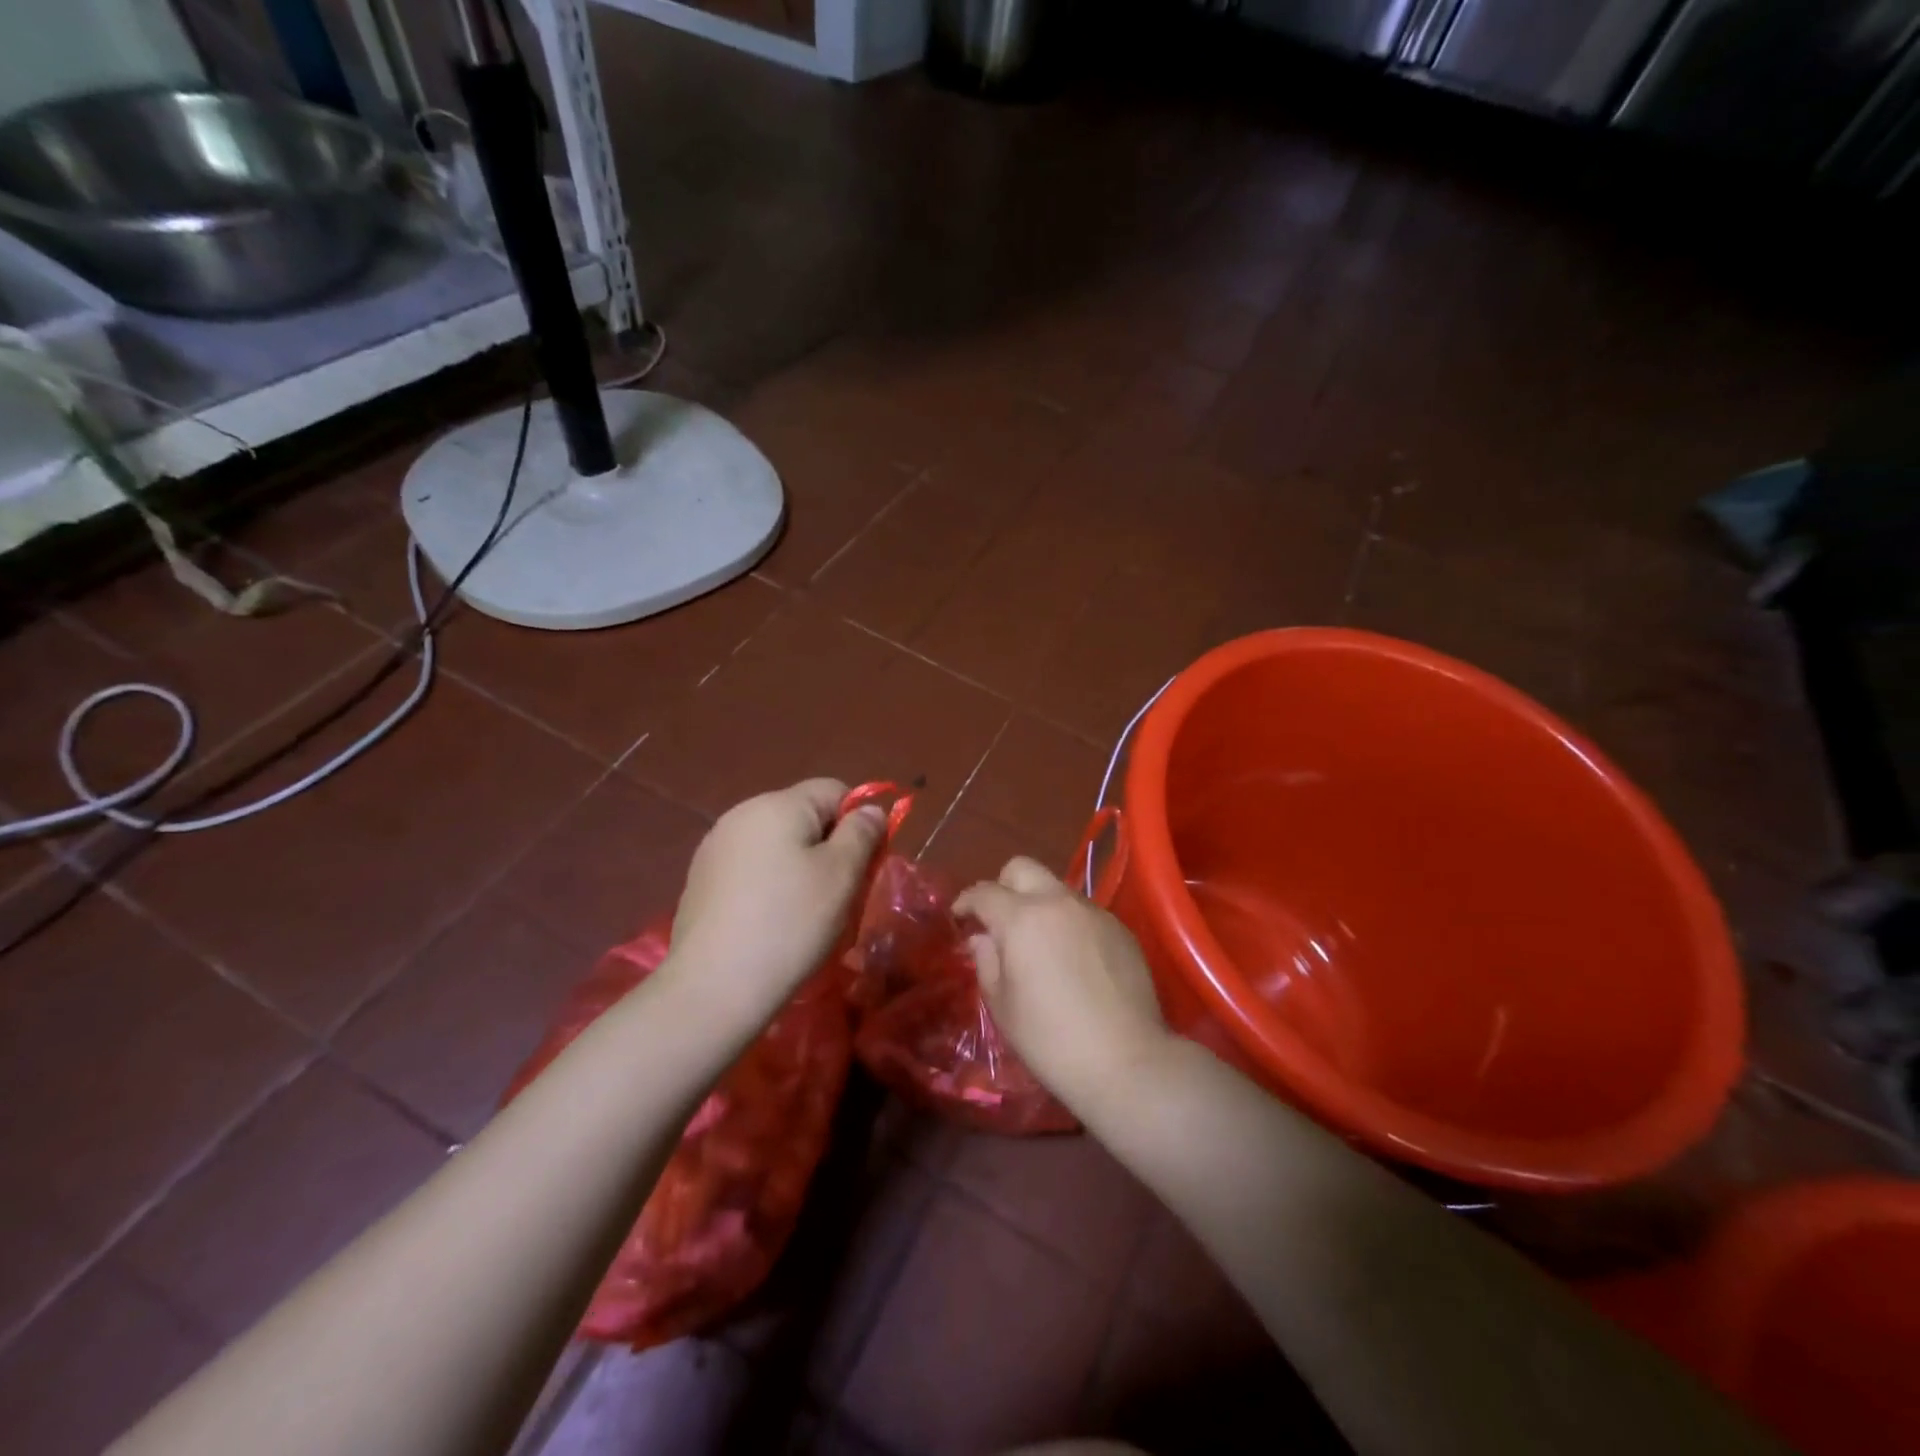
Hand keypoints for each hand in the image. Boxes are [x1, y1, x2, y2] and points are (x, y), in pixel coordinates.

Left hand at [668, 779, 888, 1020]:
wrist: (714, 987)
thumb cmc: (790, 923)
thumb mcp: (842, 875)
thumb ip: (862, 833)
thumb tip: (869, 809)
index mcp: (778, 804)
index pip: (834, 790)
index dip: (858, 821)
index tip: (863, 864)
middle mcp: (742, 813)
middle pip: (803, 816)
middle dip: (828, 846)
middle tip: (839, 894)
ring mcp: (715, 847)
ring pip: (777, 844)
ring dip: (798, 867)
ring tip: (804, 913)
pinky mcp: (701, 880)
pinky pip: (750, 868)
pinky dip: (768, 885)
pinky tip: (769, 922)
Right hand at [955, 857, 1172, 1113]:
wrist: (1125, 1062)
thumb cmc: (1050, 1040)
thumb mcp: (1002, 1006)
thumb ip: (987, 962)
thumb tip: (982, 939)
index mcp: (1021, 918)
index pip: (984, 892)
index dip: (966, 901)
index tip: (960, 917)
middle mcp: (1058, 902)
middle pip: (1022, 868)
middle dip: (1003, 886)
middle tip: (999, 920)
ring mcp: (1093, 912)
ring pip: (1057, 889)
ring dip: (1040, 905)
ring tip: (1039, 944)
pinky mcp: (1120, 929)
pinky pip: (1084, 913)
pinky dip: (1069, 925)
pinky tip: (1073, 961)